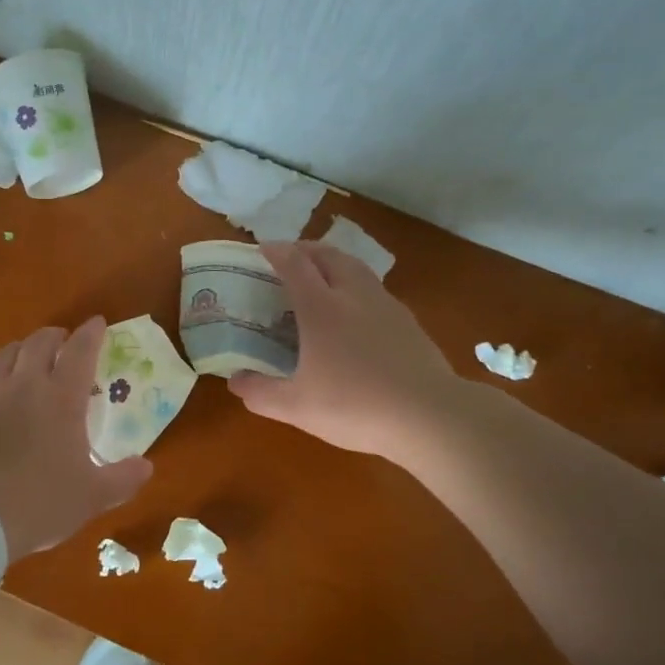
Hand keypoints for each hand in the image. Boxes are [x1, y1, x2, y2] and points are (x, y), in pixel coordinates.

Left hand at [0, 317, 152, 562]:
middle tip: (62, 342)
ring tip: (25, 358)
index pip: (80, 350)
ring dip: (20, 350)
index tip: (97, 324)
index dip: (91, 333)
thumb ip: (122, 479)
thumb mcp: (91, 497)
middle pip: (39, 342)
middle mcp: (25, 384)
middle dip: (54, 336)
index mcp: (62, 398)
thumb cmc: (40, 502)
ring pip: (4, 354)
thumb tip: (146, 467)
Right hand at [229, 242, 461, 460]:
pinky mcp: (408, 322)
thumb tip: (235, 381)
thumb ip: (260, 393)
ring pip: (357, 268)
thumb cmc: (355, 406)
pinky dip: (357, 285)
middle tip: (291, 257)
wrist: (429, 416)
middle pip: (328, 255)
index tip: (262, 249)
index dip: (276, 252)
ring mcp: (386, 306)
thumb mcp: (296, 407)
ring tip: (323, 275)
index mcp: (321, 309)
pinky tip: (357, 311)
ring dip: (334, 262)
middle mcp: (353, 296)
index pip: (295, 265)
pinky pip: (376, 290)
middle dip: (306, 249)